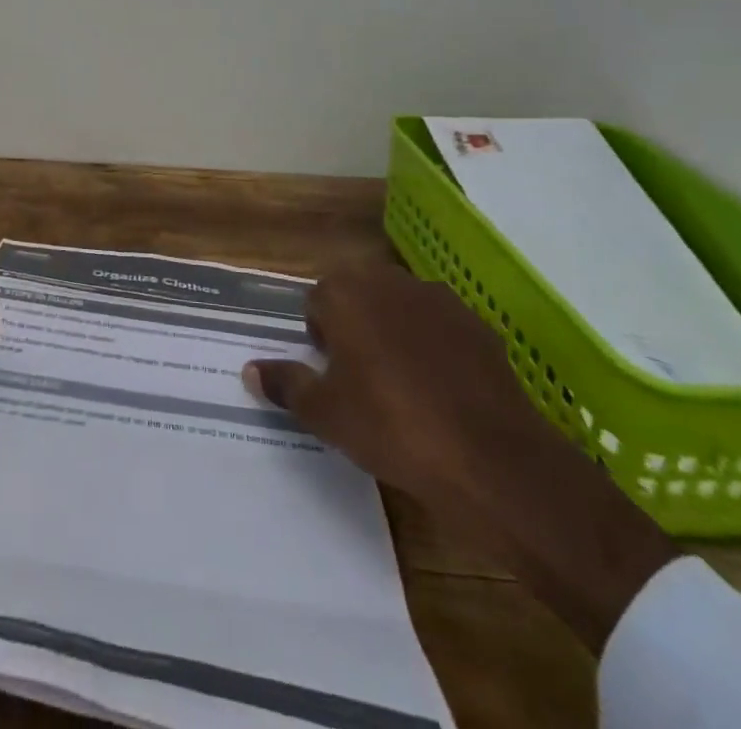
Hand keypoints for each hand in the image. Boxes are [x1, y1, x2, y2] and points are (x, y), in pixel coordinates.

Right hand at [244, 262, 676, 654]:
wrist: (490, 457)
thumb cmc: (391, 427)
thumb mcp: (326, 414)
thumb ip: (286, 384)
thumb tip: (251, 369)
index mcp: (346, 293)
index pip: (318, 299)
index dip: (320, 335)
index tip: (330, 372)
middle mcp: (389, 282)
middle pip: (359, 295)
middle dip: (355, 326)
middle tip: (360, 379)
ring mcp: (439, 299)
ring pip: (402, 308)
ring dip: (395, 333)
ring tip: (403, 386)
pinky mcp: (478, 325)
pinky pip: (442, 328)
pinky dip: (436, 348)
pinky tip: (443, 392)